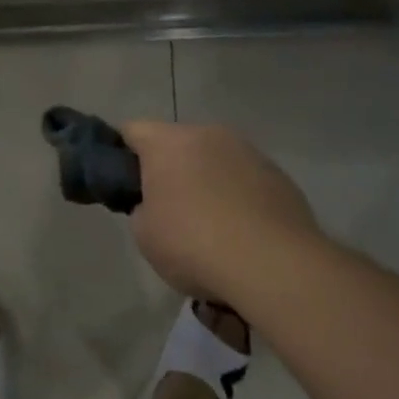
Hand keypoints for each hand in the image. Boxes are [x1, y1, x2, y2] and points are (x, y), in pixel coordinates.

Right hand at [122, 120, 325, 297]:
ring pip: (214, 159)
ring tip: (208, 224)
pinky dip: (236, 196)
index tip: (120, 183)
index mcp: (168, 142)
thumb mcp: (145, 233)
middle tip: (163, 208)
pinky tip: (240, 232)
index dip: (119, 154)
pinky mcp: (279, 176)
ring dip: (205, 180)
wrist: (275, 267)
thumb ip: (142, 208)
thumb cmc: (194, 244)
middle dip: (167, 168)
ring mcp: (249, 152)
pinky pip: (245, 179)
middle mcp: (208, 134)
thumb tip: (155, 205)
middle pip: (176, 143)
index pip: (131, 131)